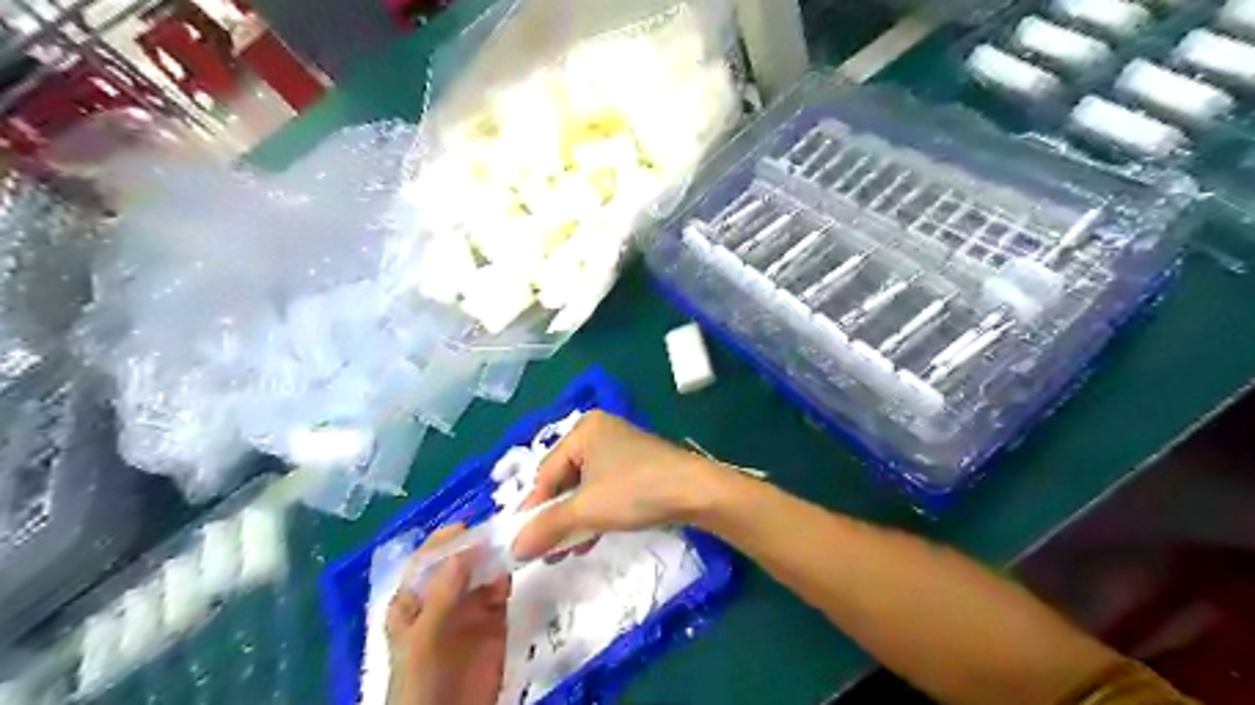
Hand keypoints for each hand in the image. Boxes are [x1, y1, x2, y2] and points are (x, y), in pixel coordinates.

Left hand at [390, 526, 511, 701]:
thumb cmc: (420, 682)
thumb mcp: (424, 637)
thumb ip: (442, 594)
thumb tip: (464, 548)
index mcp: (413, 599)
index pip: (427, 559)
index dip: (445, 539)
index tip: (469, 524)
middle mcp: (441, 596)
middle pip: (460, 560)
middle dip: (477, 542)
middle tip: (501, 525)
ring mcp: (469, 607)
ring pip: (483, 570)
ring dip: (496, 554)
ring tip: (515, 538)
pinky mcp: (494, 618)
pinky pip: (501, 588)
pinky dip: (509, 573)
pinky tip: (518, 562)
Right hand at [508, 411, 727, 558]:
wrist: (697, 493)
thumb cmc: (636, 491)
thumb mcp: (587, 509)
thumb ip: (547, 526)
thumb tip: (513, 549)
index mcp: (584, 430)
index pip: (546, 471)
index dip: (533, 508)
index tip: (522, 541)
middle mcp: (600, 433)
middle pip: (565, 479)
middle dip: (556, 517)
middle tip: (543, 549)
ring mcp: (620, 449)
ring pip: (584, 488)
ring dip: (574, 520)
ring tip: (564, 552)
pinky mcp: (636, 466)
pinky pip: (604, 490)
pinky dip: (595, 514)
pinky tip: (588, 540)